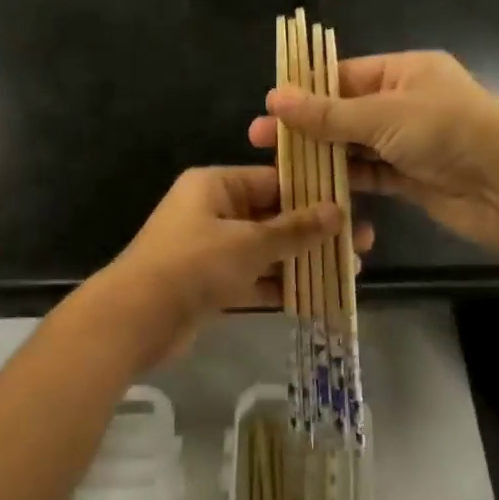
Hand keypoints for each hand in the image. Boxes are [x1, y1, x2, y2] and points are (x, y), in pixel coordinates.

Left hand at [89, 166, 360, 367]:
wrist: (136, 319)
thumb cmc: (193, 265)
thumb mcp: (249, 243)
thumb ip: (295, 229)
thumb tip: (339, 211)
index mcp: (215, 186)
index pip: (273, 180)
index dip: (314, 193)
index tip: (352, 206)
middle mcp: (213, 212)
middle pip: (273, 217)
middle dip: (315, 232)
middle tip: (362, 244)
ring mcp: (211, 250)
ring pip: (266, 251)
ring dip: (302, 261)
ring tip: (349, 271)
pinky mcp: (210, 285)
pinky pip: (253, 279)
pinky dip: (280, 286)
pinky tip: (318, 296)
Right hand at [249, 50, 498, 250]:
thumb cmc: (446, 132)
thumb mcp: (382, 115)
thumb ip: (327, 113)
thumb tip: (274, 98)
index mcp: (404, 71)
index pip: (343, 75)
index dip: (304, 90)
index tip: (268, 107)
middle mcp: (404, 103)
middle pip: (344, 112)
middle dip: (305, 126)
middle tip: (259, 140)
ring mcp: (407, 142)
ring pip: (353, 146)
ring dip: (320, 155)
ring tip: (278, 165)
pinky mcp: (410, 178)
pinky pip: (369, 174)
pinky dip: (343, 179)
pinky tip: (310, 186)